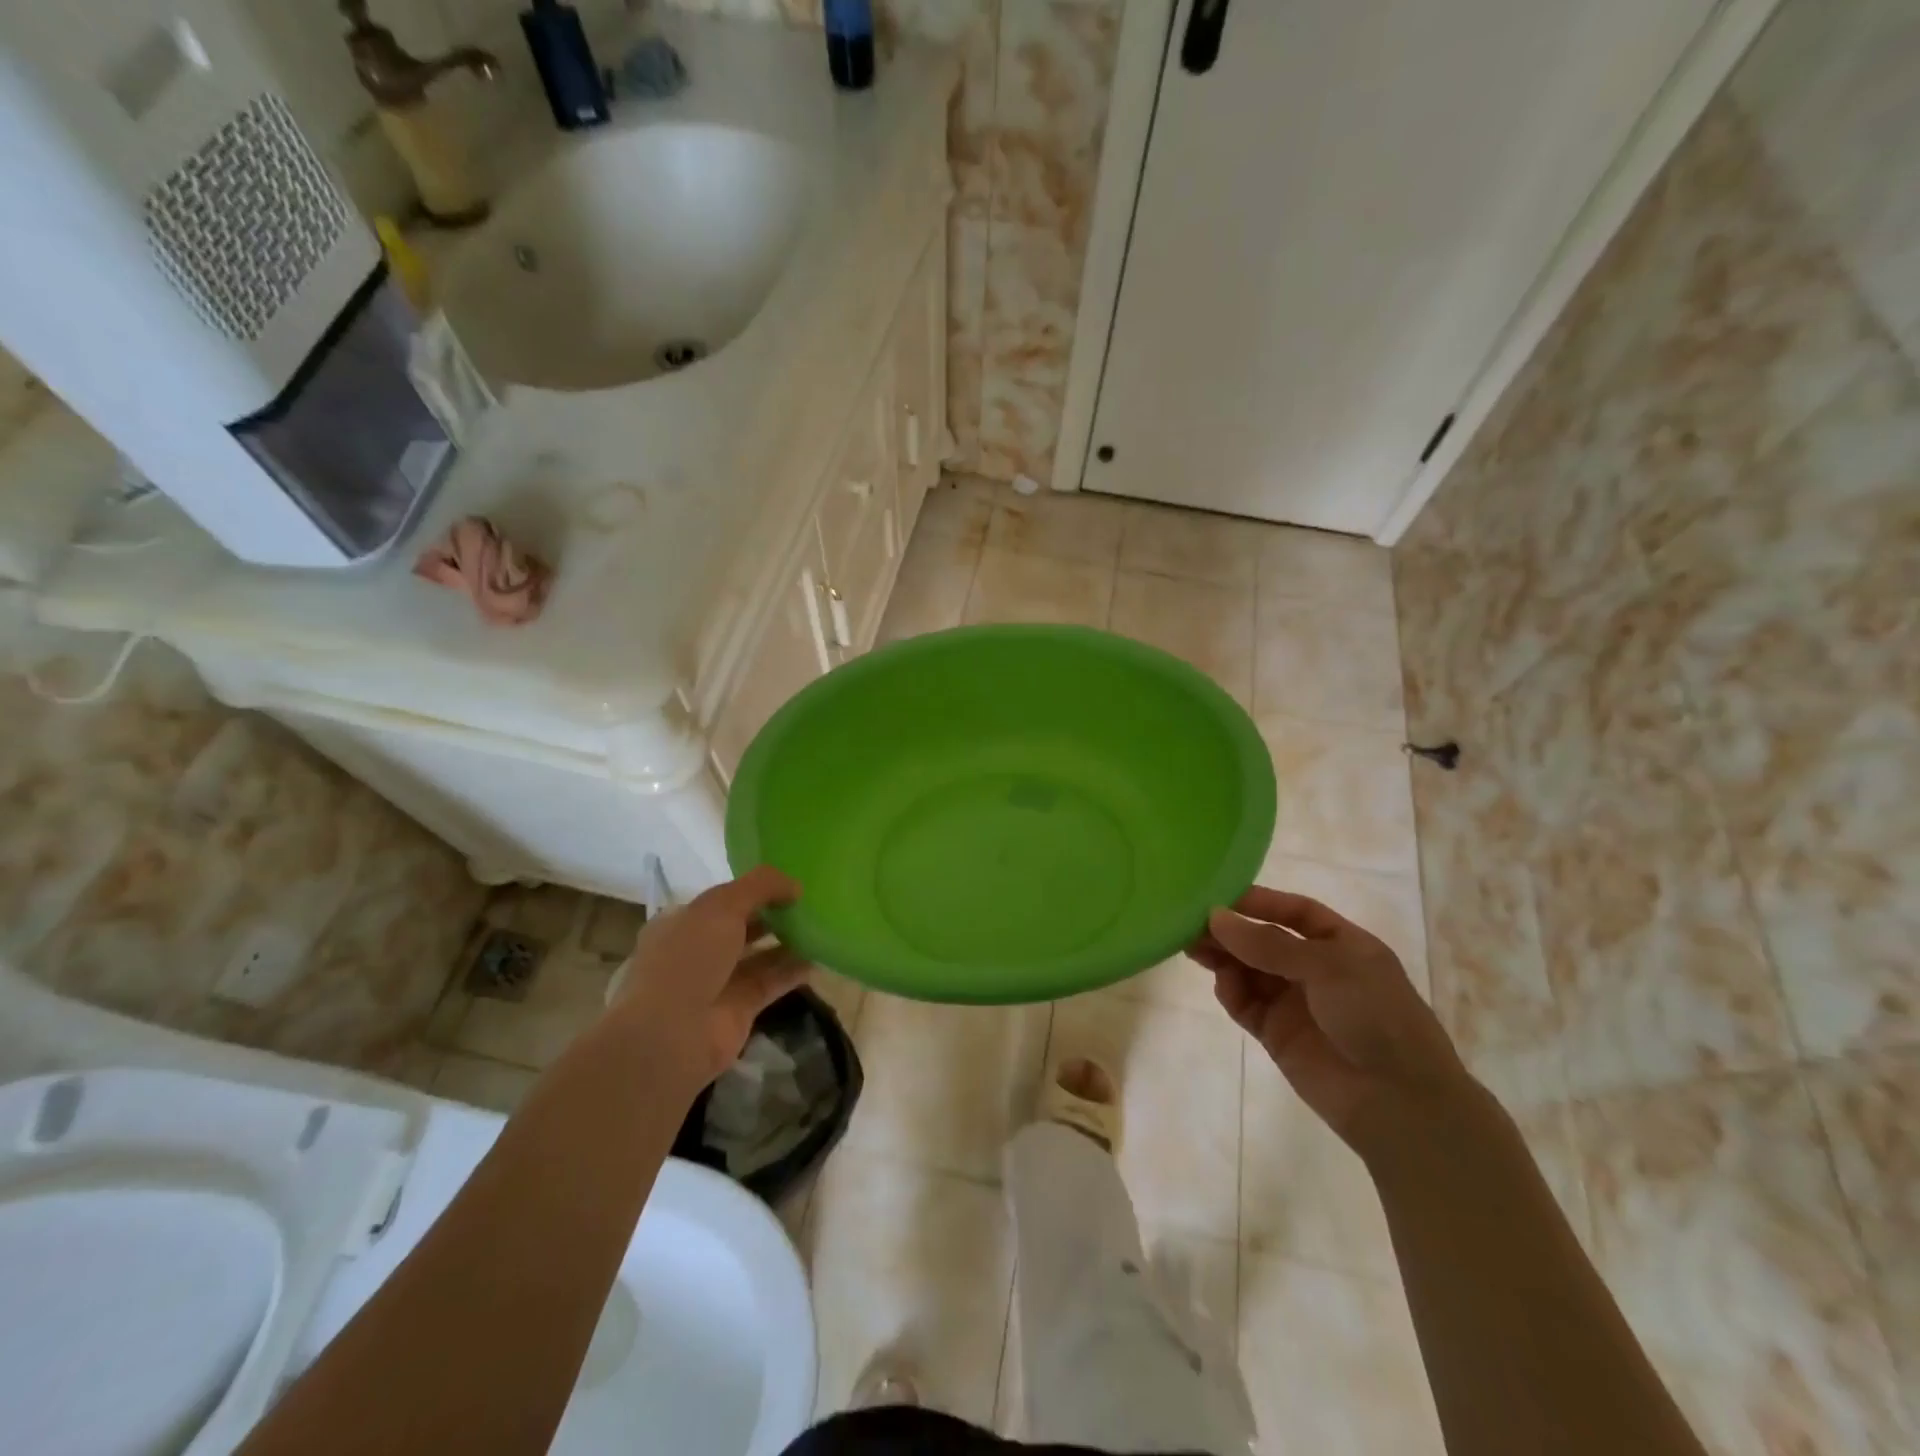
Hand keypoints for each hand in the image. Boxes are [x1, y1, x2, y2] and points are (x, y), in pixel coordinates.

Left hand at [607, 866, 809, 1094]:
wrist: (671, 1034)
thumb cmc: (689, 958)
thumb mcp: (722, 905)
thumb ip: (761, 886)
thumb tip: (795, 885)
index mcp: (683, 921)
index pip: (723, 899)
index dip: (754, 889)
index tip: (789, 884)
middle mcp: (698, 950)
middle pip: (743, 926)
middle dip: (773, 914)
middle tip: (810, 904)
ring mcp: (718, 981)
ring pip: (759, 955)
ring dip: (787, 942)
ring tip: (820, 927)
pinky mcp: (739, 1008)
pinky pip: (771, 983)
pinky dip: (793, 971)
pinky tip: (819, 959)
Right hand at [1189, 885, 1469, 1154]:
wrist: (1398, 1102)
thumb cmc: (1375, 1016)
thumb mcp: (1327, 966)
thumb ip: (1268, 943)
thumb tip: (1215, 917)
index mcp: (1343, 946)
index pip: (1296, 912)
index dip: (1261, 902)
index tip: (1220, 896)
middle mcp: (1317, 970)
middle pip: (1265, 940)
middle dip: (1232, 931)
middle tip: (1192, 922)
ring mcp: (1296, 1003)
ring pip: (1250, 970)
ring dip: (1224, 957)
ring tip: (1193, 948)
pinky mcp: (1277, 1034)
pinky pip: (1246, 1004)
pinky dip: (1231, 992)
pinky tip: (1223, 985)